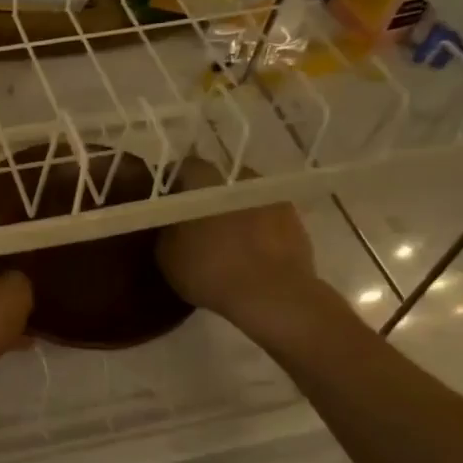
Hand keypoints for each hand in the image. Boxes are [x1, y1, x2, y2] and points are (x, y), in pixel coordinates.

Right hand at [157, 157, 329, 341]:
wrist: (272, 295)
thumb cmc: (210, 269)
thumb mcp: (167, 254)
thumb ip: (166, 228)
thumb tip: (170, 220)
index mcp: (205, 180)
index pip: (185, 167)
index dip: (174, 184)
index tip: (168, 205)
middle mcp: (240, 178)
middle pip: (218, 181)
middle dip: (206, 197)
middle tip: (195, 224)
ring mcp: (272, 197)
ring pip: (244, 198)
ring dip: (234, 212)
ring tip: (225, 241)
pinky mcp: (295, 220)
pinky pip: (266, 218)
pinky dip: (257, 229)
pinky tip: (249, 254)